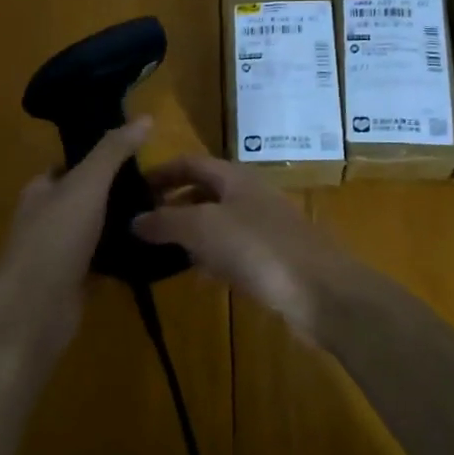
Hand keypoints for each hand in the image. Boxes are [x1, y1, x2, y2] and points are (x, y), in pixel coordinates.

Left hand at [0, 118, 153, 360]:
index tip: (142, 155)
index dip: (103, 158)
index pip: (73, 165)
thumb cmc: (54, 240)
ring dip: (125, 225)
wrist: (32, 313)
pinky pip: (105, 263)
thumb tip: (144, 117)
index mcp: (42, 190)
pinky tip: (154, 251)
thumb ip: (113, 151)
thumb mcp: (86, 185)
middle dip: (120, 193)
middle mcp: (48, 218)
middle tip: (163, 187)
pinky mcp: (75, 283)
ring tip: (166, 214)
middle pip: (89, 198)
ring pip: (98, 231)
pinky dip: (125, 257)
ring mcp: (60, 253)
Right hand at [133, 156, 360, 339]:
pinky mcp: (272, 260)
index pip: (191, 163)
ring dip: (190, 234)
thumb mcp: (203, 228)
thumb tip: (134, 220)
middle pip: (204, 192)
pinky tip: (198, 276)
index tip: (132, 189)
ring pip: (217, 223)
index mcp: (234, 177)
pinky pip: (233, 252)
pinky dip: (212, 258)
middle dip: (172, 204)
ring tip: (158, 251)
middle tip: (140, 225)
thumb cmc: (258, 248)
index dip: (161, 172)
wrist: (321, 291)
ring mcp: (264, 228)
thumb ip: (165, 221)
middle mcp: (249, 196)